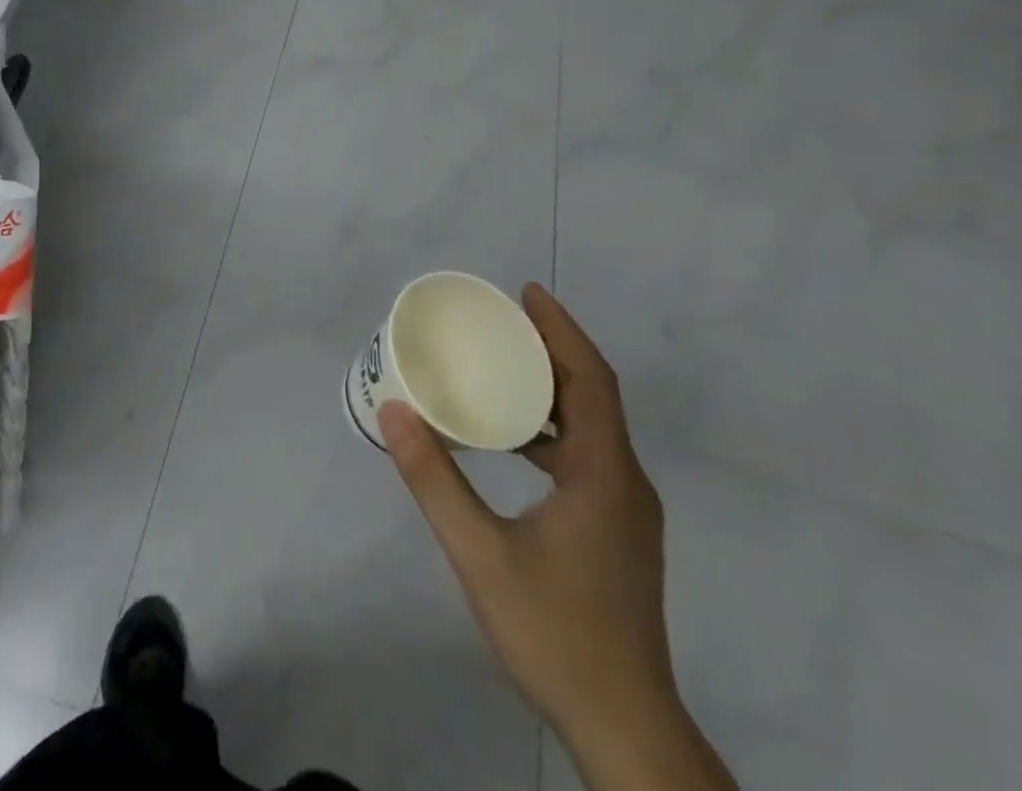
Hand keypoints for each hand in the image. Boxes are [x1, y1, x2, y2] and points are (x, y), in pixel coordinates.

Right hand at [380, 285, 733, 790]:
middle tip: (503, 321)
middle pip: (596, 395)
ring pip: (595, 427)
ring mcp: (627, 511)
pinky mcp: (619, 533)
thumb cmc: (555, 633)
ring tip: (504, 367)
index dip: (561, 330)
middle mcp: (626, 483)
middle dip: (553, 349)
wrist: (625, 728)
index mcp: (605, 475)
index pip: (591, 380)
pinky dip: (555, 429)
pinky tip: (516, 441)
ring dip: (554, 389)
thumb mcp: (480, 554)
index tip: (527, 293)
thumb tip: (394, 412)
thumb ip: (434, 481)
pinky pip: (590, 456)